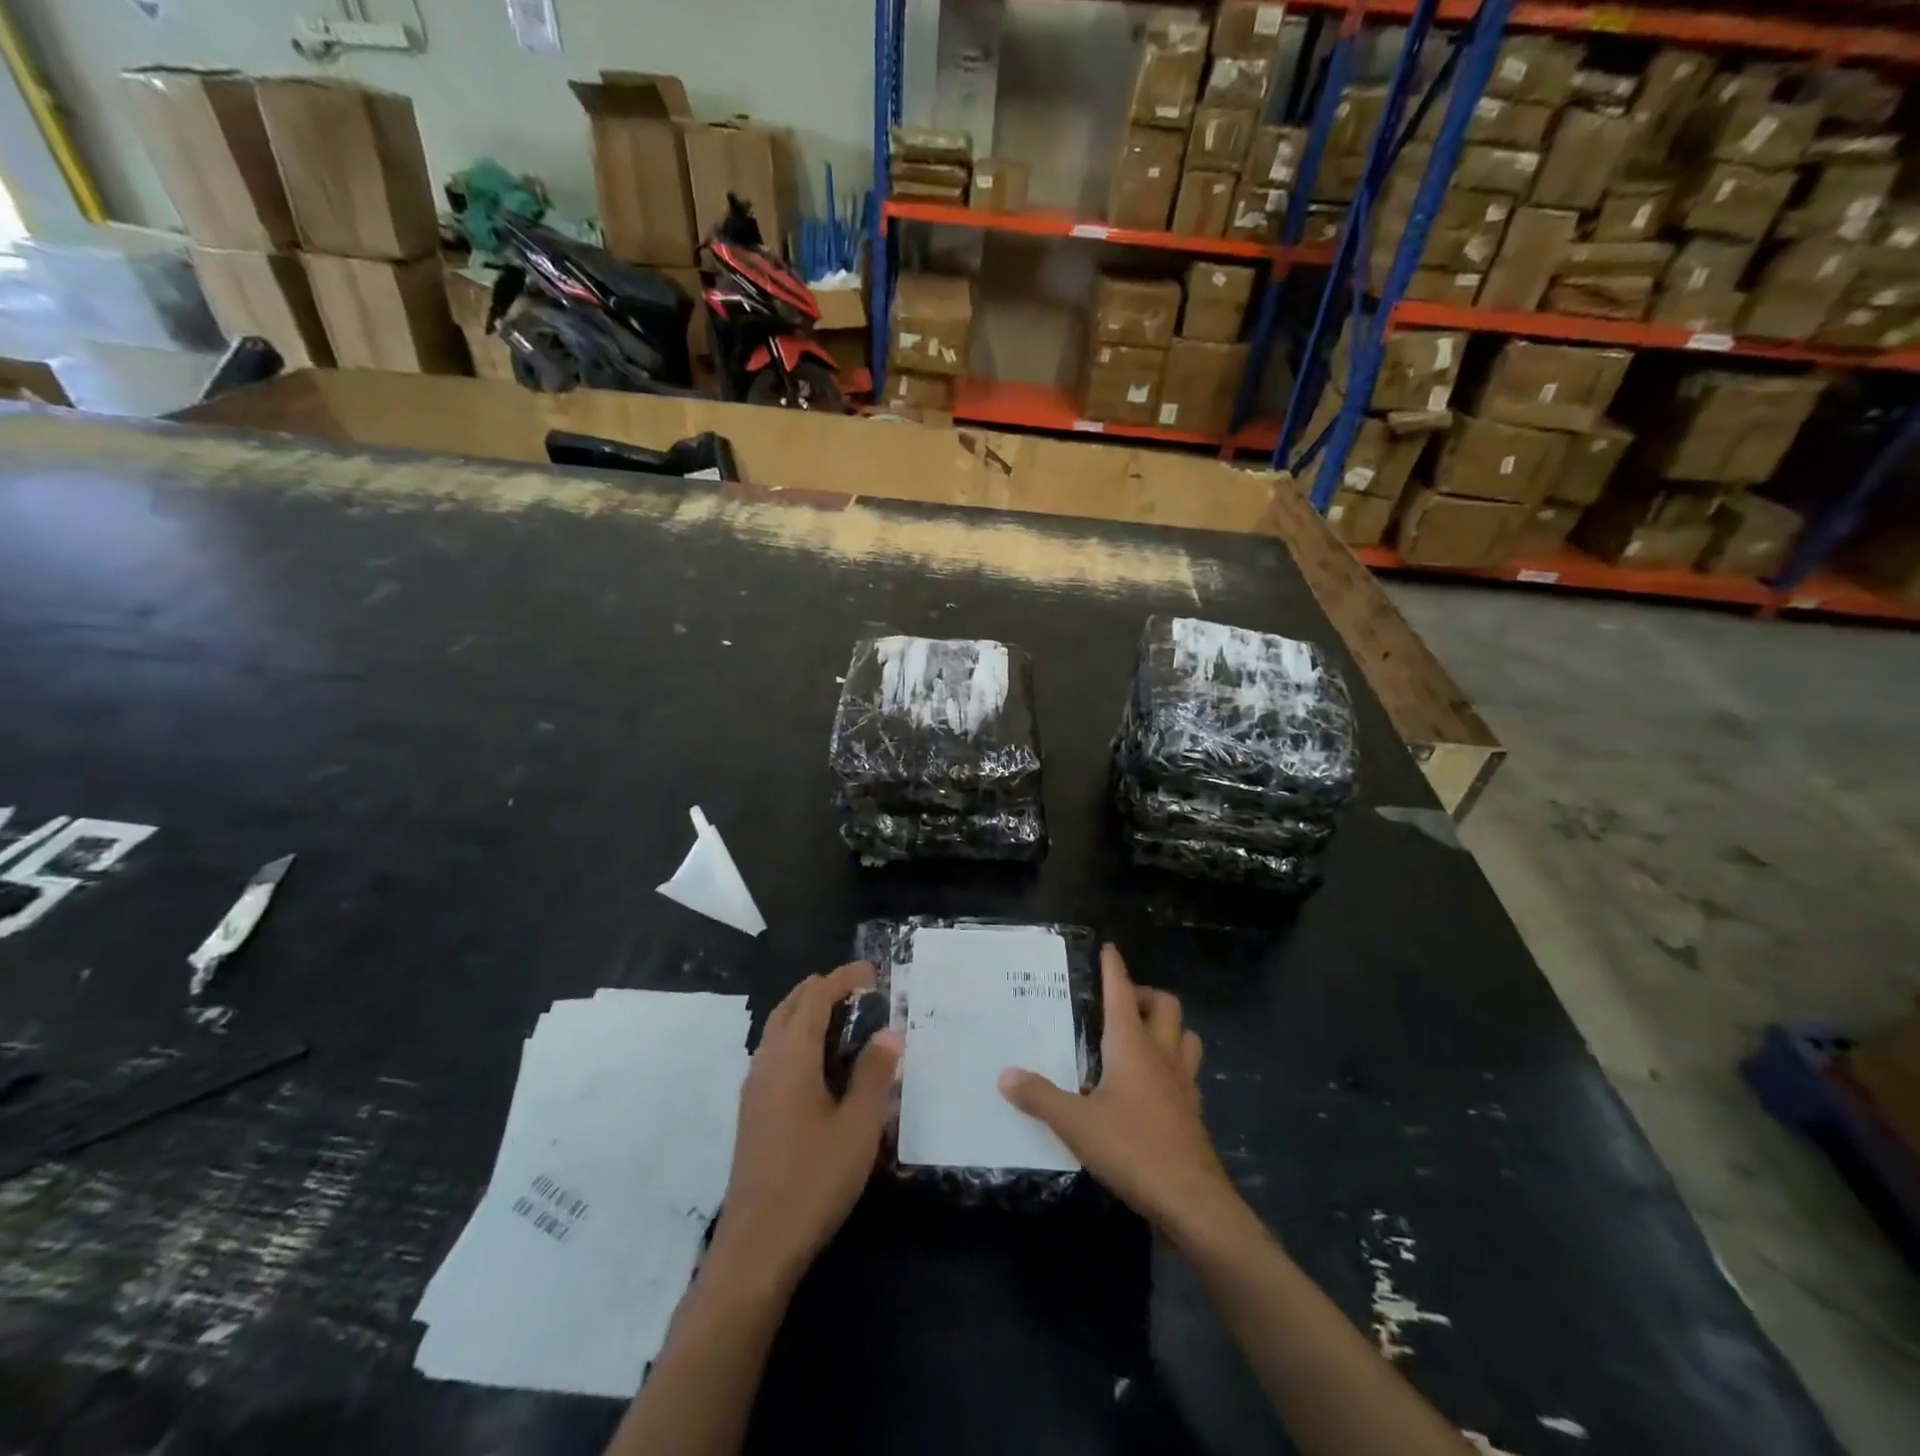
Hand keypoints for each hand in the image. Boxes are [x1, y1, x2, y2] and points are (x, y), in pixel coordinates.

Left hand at [709, 961, 902, 1292]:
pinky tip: (817, 1062)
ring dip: (806, 1011)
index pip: (816, 998)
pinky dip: (796, 1037)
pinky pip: (774, 1052)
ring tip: (841, 1016)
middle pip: (790, 1007)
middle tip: (857, 989)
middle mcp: (767, 1062)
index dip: (843, 978)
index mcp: (792, 1057)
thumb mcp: (858, 1126)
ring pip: (777, 1029)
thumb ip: (875, 1074)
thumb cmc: (813, 1180)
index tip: (872, 971)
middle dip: (821, 989)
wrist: (757, 1246)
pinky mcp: (752, 1112)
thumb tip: (889, 1033)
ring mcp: (754, 1088)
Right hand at [999, 944, 1242, 1248]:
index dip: (1114, 968)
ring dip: (1168, 1028)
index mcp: (1132, 1045)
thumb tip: (1005, 1074)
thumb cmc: (1132, 1149)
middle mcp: (1162, 1055)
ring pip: (1186, 1037)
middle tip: (1121, 1004)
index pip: (1122, 992)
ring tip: (1142, 1038)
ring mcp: (1183, 1085)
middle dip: (1145, 995)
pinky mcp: (1194, 1114)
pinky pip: (1188, 1074)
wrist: (1192, 1202)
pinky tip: (1155, 1086)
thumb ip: (1039, 1097)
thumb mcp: (1075, 1123)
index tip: (1109, 949)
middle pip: (1165, 1006)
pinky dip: (1173, 1067)